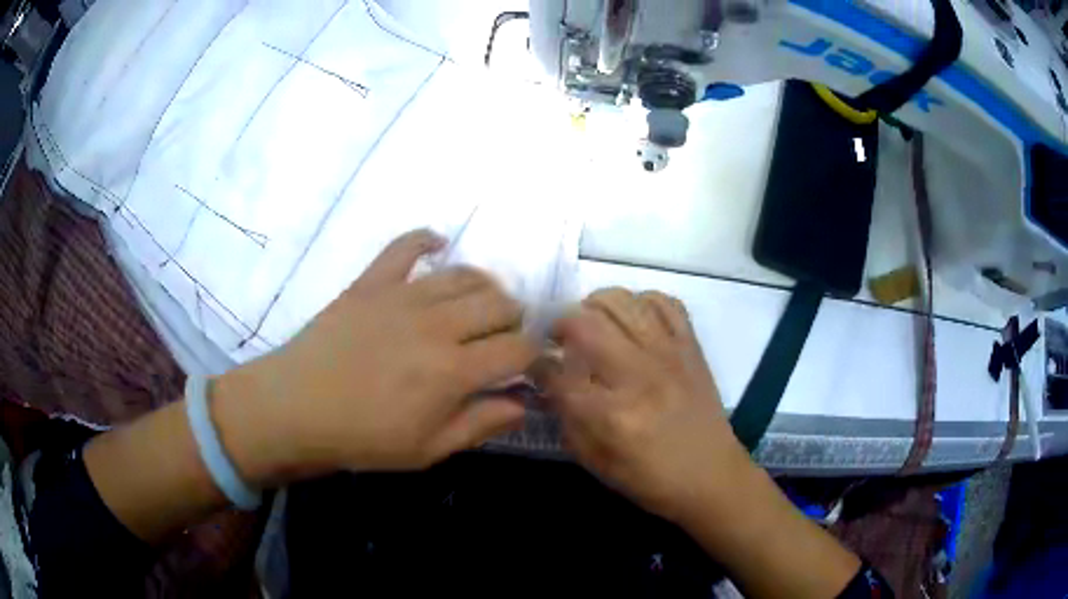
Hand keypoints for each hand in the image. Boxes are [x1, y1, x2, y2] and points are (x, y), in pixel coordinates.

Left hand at [215, 229, 537, 483]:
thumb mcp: (428, 450)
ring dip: (485, 286)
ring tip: (479, 305)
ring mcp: (402, 296)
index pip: (518, 348)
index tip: (528, 365)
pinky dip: (426, 240)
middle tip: (502, 338)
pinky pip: (405, 246)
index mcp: (453, 371)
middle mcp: (437, 325)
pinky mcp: (372, 282)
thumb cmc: (362, 439)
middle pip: (500, 303)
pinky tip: (437, 244)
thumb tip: (524, 403)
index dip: (534, 354)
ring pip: (465, 274)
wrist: (295, 409)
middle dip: (515, 319)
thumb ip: (481, 424)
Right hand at [535, 288, 751, 522]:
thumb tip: (547, 384)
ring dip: (595, 305)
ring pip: (622, 300)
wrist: (712, 476)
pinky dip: (641, 302)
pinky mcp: (691, 346)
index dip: (536, 364)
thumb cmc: (650, 479)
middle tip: (559, 338)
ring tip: (593, 324)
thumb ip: (566, 420)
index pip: (556, 372)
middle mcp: (639, 374)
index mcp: (612, 414)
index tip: (534, 364)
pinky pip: (664, 302)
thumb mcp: (596, 462)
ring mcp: (669, 354)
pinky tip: (632, 320)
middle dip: (560, 324)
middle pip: (585, 322)